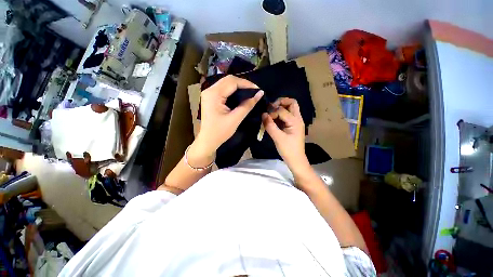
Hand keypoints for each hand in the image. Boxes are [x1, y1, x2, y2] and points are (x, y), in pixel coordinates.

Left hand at [190, 75, 262, 166]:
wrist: (208, 140)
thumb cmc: (220, 132)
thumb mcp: (235, 119)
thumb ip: (248, 105)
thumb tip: (260, 94)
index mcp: (214, 94)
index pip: (232, 82)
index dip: (247, 84)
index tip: (258, 90)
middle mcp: (209, 90)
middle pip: (228, 80)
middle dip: (243, 84)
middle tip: (255, 91)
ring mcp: (209, 93)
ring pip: (226, 83)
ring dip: (238, 86)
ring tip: (249, 92)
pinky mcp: (210, 97)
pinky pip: (223, 89)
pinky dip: (233, 90)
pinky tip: (240, 95)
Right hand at [262, 98, 307, 168]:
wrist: (296, 160)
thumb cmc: (288, 150)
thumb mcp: (278, 138)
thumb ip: (270, 125)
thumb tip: (263, 114)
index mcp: (295, 121)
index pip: (282, 110)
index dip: (272, 112)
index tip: (266, 118)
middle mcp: (297, 119)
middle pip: (291, 103)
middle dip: (280, 102)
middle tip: (270, 107)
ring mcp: (296, 122)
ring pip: (290, 108)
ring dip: (280, 107)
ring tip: (271, 112)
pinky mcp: (292, 126)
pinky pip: (287, 115)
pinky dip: (280, 114)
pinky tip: (273, 119)